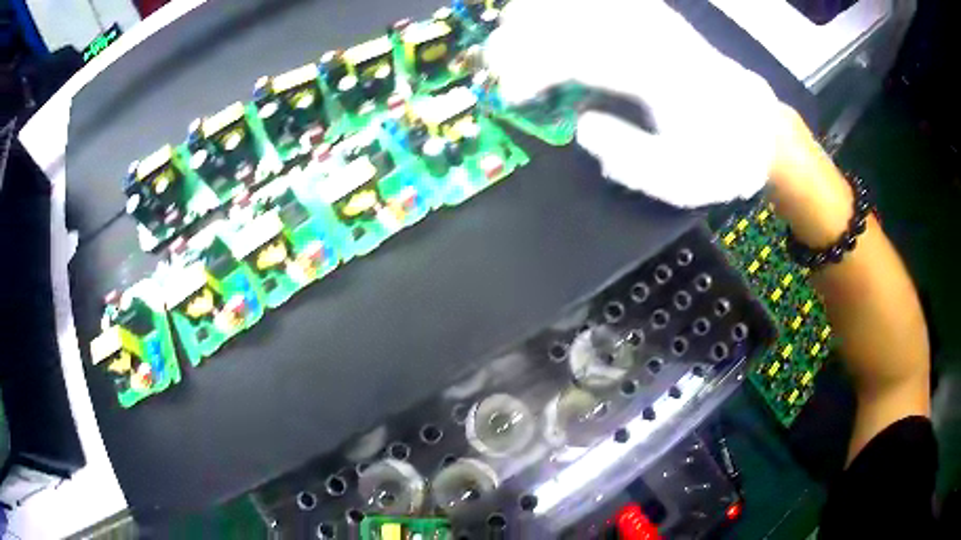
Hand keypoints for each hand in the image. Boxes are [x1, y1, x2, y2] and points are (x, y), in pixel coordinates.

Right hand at [484, 0, 783, 206]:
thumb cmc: (721, 157)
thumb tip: (583, 125)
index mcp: (658, 73)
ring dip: (536, 14)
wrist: (757, 128)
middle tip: (501, 69)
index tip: (512, 94)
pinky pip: (601, 0)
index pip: (576, 52)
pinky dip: (566, 7)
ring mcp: (653, 18)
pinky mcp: (654, 16)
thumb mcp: (678, 179)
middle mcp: (651, 34)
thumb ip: (626, 155)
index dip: (531, 67)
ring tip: (514, 39)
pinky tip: (548, 17)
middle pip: (568, 14)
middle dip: (520, 37)